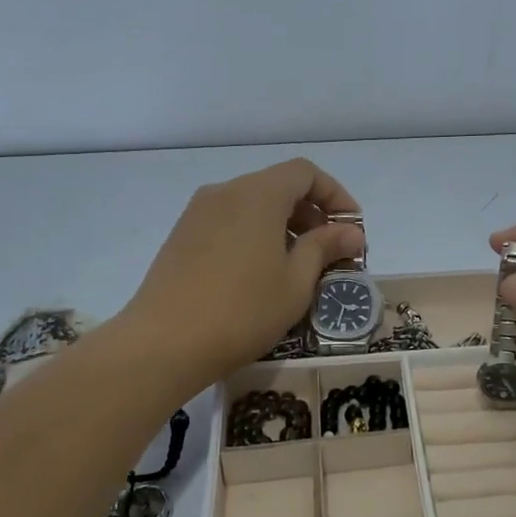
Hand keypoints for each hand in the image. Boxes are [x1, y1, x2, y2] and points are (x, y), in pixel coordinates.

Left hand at [124, 159, 364, 393]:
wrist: (163, 343)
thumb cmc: (242, 311)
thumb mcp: (296, 283)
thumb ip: (325, 248)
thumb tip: (351, 232)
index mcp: (258, 194)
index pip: (305, 173)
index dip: (335, 195)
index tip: (352, 229)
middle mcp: (225, 192)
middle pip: (278, 186)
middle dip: (311, 213)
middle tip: (331, 253)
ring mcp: (198, 213)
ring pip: (252, 205)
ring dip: (283, 226)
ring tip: (298, 267)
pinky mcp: (181, 236)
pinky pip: (229, 222)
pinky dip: (255, 235)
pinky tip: (260, 274)